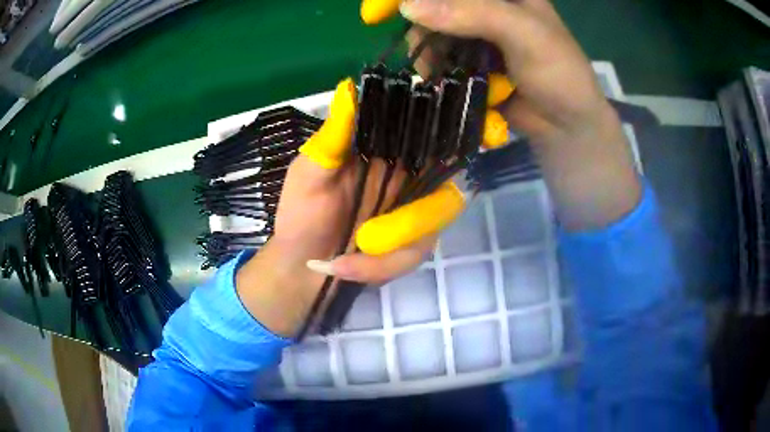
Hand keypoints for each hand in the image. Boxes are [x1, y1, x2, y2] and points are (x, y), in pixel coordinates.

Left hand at [236, 80, 463, 336]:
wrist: (299, 267)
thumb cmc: (299, 216)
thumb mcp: (309, 175)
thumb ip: (334, 139)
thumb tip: (348, 87)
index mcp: (385, 153)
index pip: (429, 133)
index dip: (449, 133)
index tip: (462, 145)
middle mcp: (409, 177)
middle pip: (447, 182)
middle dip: (415, 218)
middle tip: (367, 240)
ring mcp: (415, 212)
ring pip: (432, 227)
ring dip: (387, 252)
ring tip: (343, 262)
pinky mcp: (413, 244)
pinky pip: (415, 253)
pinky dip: (379, 267)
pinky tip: (346, 268)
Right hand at [367, 0, 641, 228]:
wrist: (568, 126)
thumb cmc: (559, 74)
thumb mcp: (524, 34)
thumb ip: (472, 14)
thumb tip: (408, 7)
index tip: (383, 8)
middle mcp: (488, 7)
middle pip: (437, 5)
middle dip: (423, 24)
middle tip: (424, 49)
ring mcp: (478, 33)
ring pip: (433, 30)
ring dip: (428, 51)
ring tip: (437, 72)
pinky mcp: (472, 60)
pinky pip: (440, 55)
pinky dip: (434, 67)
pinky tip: (441, 79)